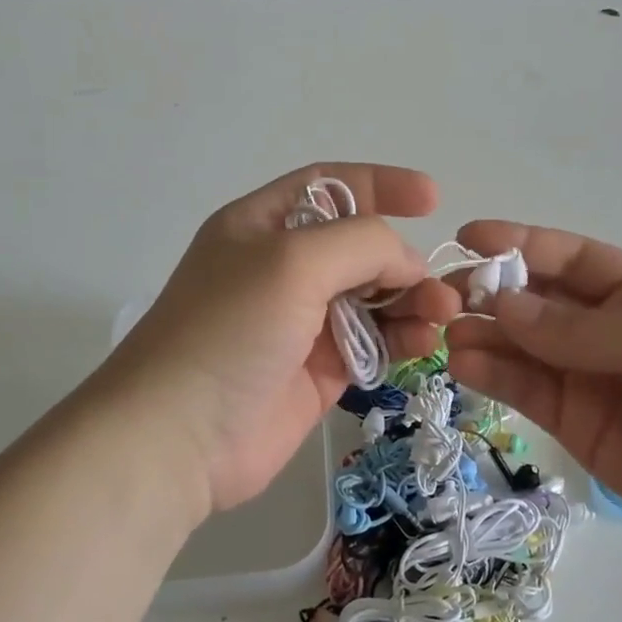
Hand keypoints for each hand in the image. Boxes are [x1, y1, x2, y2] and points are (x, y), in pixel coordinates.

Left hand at [92, 165, 460, 518]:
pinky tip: (423, 343)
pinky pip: (374, 343)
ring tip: (441, 315)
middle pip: (360, 247)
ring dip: (412, 301)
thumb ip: (362, 244)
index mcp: (263, 225)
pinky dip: (403, 339)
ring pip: (374, 297)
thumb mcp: (293, 261)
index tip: (432, 198)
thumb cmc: (230, 330)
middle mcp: (283, 268)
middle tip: (439, 286)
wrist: (180, 437)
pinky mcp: (320, 370)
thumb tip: (407, 264)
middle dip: (403, 259)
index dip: (380, 185)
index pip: (331, 187)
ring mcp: (302, 322)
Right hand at [444, 222, 621, 569]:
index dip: (517, 243)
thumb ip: (582, 328)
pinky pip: (523, 389)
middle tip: (442, 297)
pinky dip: (490, 374)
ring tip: (446, 335)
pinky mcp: (571, 421)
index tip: (467, 237)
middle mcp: (602, 327)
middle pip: (533, 299)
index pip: (566, 256)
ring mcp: (584, 375)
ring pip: (519, 345)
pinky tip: (463, 365)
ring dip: (481, 334)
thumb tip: (503, 304)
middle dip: (488, 290)